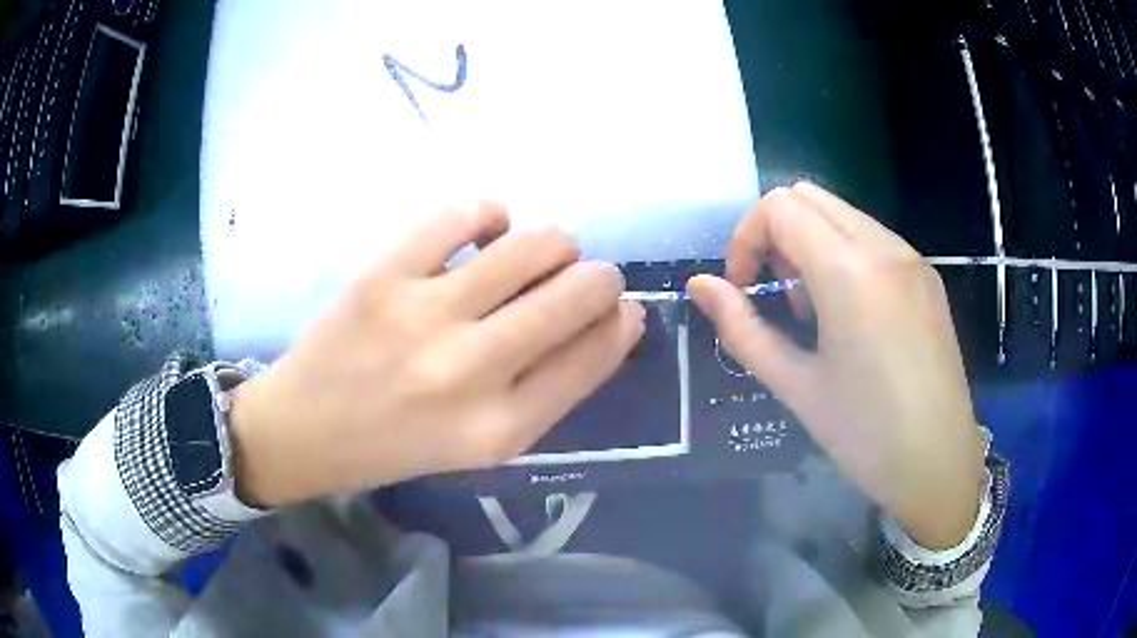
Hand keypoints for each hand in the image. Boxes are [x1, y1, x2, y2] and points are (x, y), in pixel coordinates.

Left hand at [229, 202, 644, 507]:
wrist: (304, 430)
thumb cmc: (397, 446)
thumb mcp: (482, 446)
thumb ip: (546, 390)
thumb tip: (606, 322)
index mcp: (501, 428)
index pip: (595, 355)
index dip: (623, 322)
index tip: (624, 308)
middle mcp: (471, 371)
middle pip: (579, 293)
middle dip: (601, 278)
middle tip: (584, 277)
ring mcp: (424, 314)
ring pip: (535, 244)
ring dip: (555, 244)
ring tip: (536, 255)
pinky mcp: (385, 274)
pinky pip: (464, 215)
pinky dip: (490, 213)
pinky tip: (485, 231)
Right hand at [689, 182, 984, 549]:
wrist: (939, 464)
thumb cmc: (865, 435)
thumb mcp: (796, 386)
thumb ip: (741, 328)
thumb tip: (699, 286)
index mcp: (850, 271)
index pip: (780, 207)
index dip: (746, 239)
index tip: (744, 289)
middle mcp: (884, 247)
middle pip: (810, 196)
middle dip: (776, 233)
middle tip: (775, 294)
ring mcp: (912, 258)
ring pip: (843, 213)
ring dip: (811, 242)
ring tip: (813, 310)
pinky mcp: (928, 276)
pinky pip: (872, 237)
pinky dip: (844, 254)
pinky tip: (851, 315)